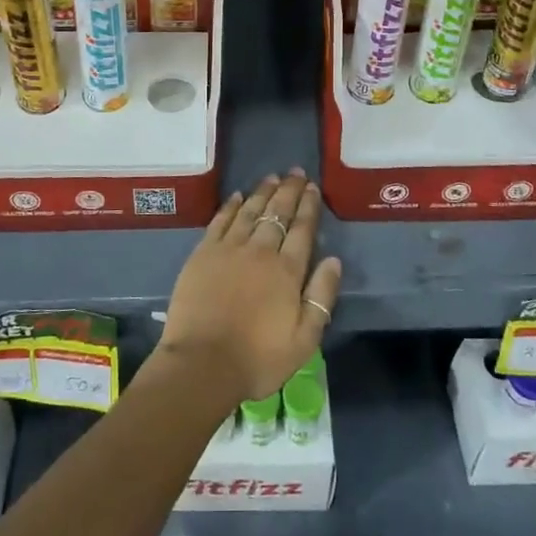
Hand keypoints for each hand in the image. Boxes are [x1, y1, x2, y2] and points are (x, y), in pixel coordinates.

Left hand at [158, 170, 341, 405]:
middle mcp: (260, 251)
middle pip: (277, 213)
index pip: (302, 229)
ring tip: (272, 177)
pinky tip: (238, 196)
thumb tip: (333, 260)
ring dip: (263, 192)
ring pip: (250, 211)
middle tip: (295, 172)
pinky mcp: (203, 254)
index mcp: (287, 271)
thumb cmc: (258, 359)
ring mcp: (228, 249)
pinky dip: (231, 206)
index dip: (308, 206)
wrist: (202, 364)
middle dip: (288, 191)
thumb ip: (321, 297)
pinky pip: (220, 221)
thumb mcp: (304, 339)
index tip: (312, 188)